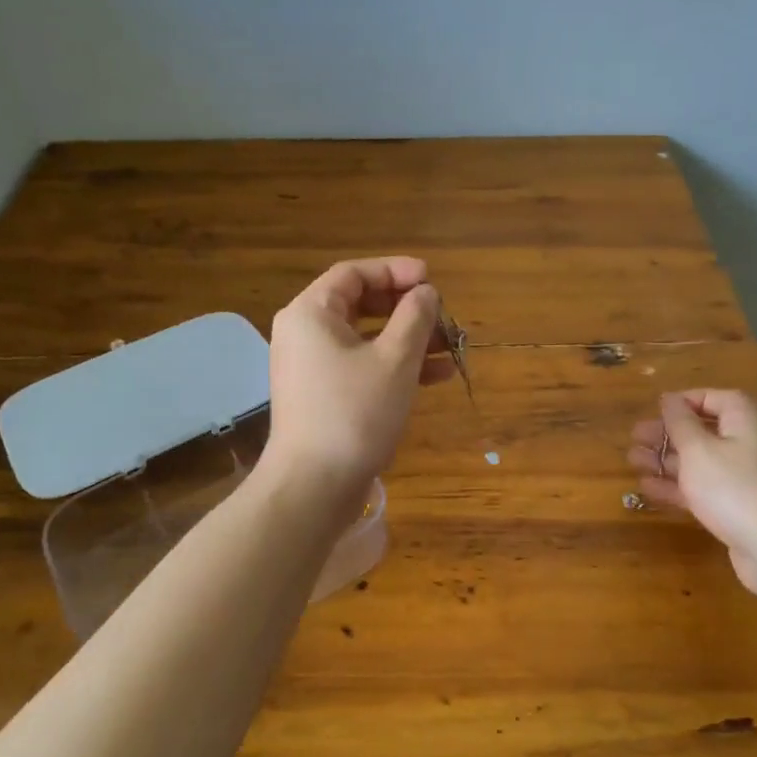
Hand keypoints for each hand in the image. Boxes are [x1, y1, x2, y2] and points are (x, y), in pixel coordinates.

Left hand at [257, 257, 453, 513]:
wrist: (314, 486)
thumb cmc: (355, 412)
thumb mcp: (394, 359)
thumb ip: (414, 318)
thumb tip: (425, 293)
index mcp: (312, 313)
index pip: (354, 274)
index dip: (396, 271)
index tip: (432, 280)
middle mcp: (305, 334)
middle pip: (361, 305)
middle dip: (407, 309)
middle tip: (442, 315)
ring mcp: (312, 368)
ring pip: (366, 339)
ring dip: (409, 340)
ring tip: (451, 348)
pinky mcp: (323, 396)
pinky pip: (361, 367)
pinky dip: (395, 367)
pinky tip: (436, 376)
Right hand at [627, 389, 756, 594]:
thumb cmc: (732, 486)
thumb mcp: (698, 448)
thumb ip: (680, 422)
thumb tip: (669, 398)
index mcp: (741, 420)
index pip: (711, 398)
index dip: (682, 402)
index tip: (654, 410)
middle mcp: (743, 443)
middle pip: (701, 431)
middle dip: (666, 434)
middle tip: (635, 437)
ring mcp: (739, 477)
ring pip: (697, 461)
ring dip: (665, 460)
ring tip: (633, 460)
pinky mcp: (732, 506)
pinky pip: (699, 488)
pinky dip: (675, 486)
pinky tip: (646, 487)